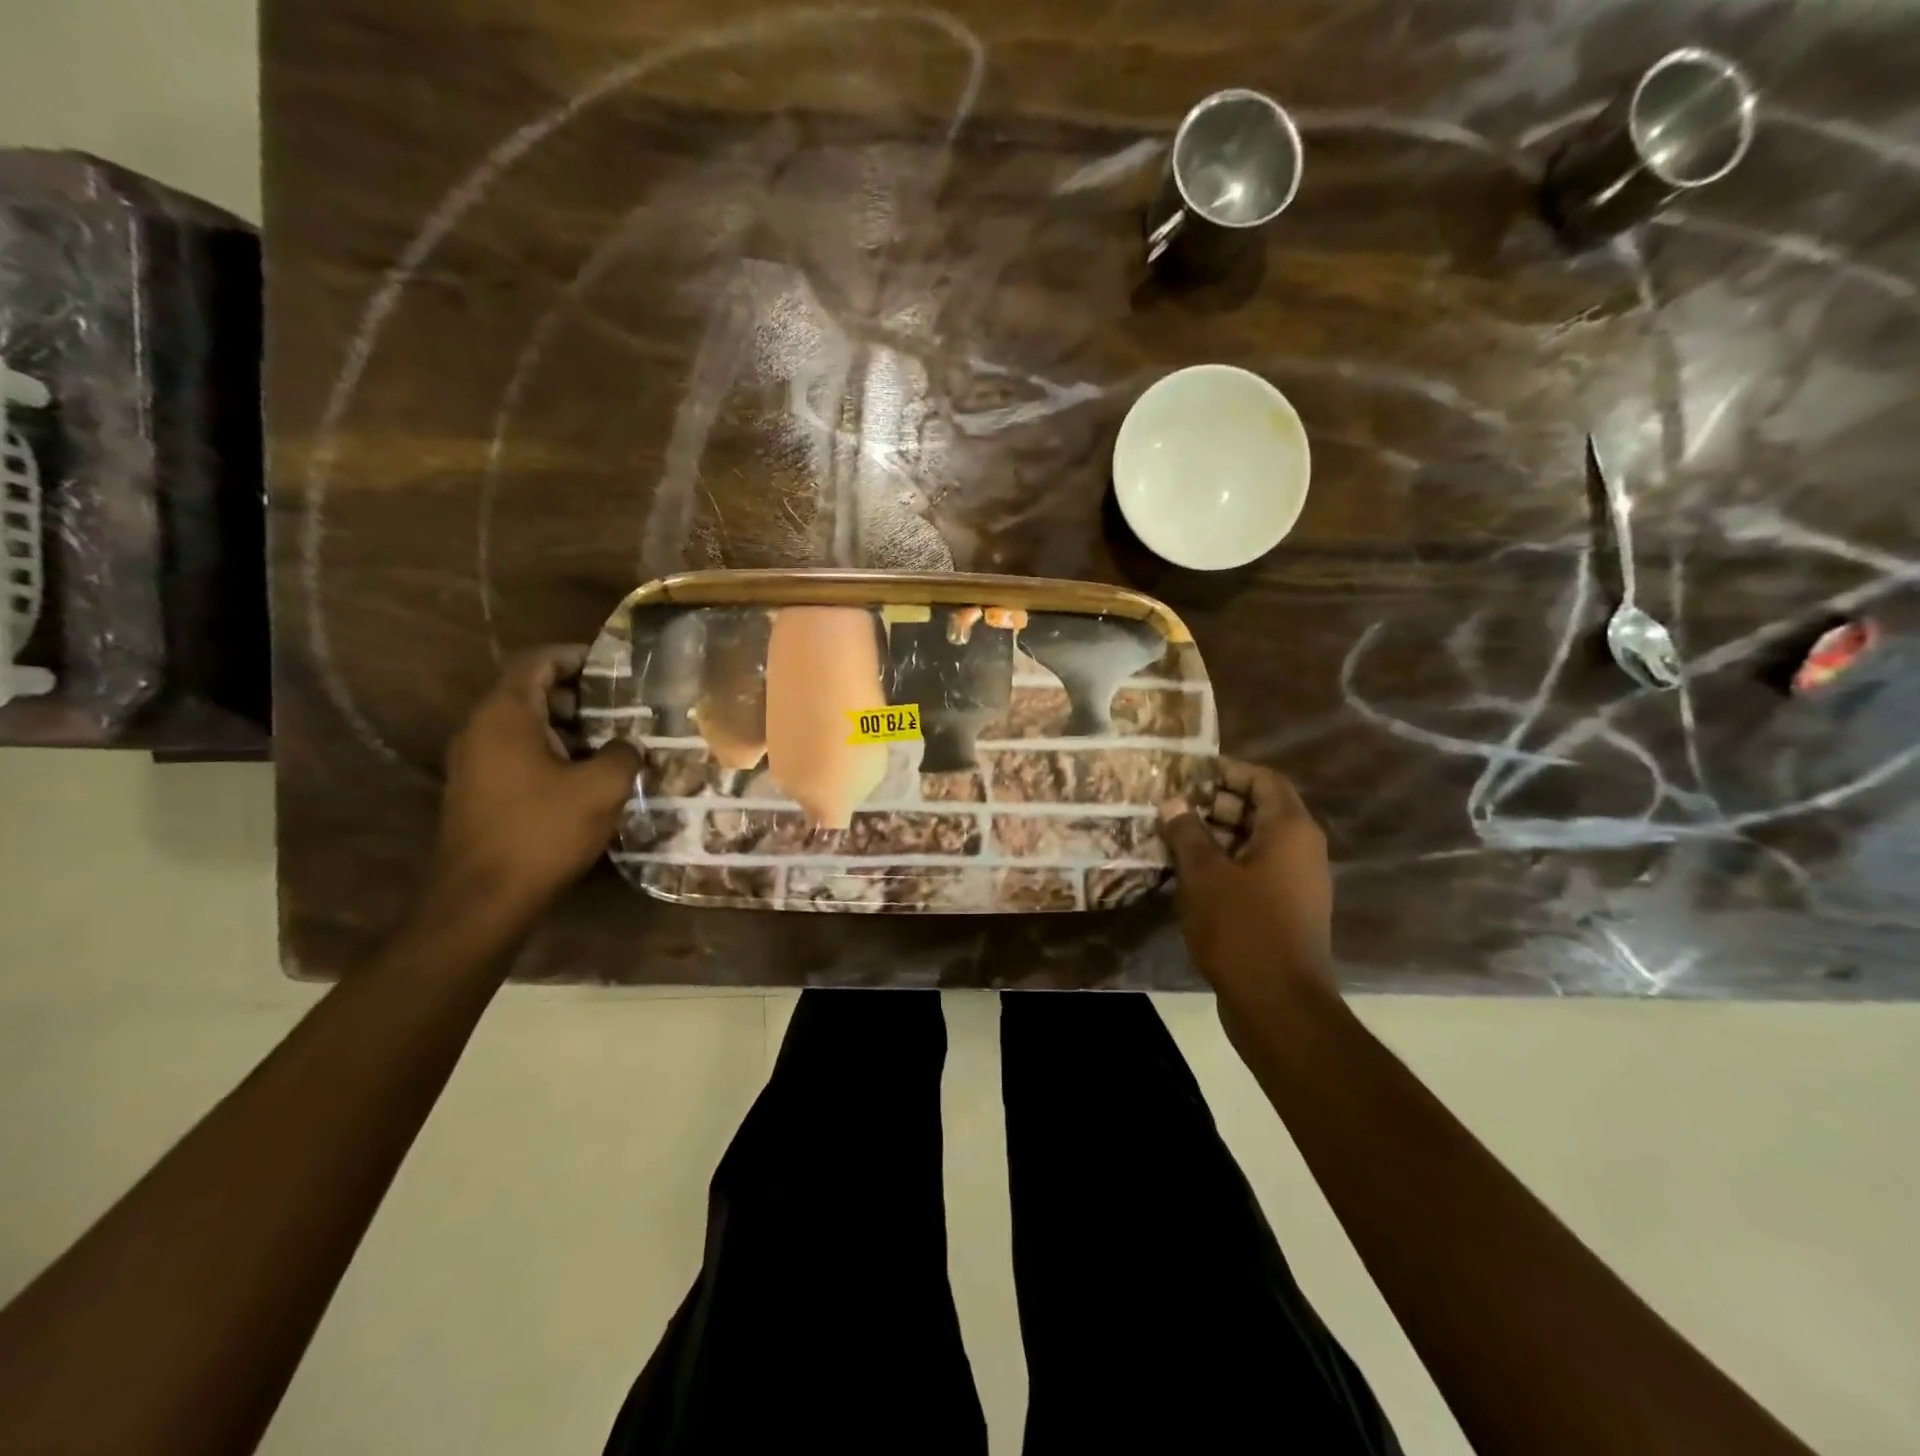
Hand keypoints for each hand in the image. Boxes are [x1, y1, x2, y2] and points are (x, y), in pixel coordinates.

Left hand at [430, 648, 641, 924]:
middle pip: (530, 692)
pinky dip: (552, 753)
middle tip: (622, 709)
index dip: (574, 656)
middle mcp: (481, 731)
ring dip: (568, 728)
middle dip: (579, 696)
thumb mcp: (601, 788)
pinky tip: (586, 778)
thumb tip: (627, 745)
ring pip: (525, 726)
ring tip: (613, 744)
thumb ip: (623, 754)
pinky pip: (517, 754)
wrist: (482, 900)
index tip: (612, 666)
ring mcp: (474, 763)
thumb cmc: (543, 832)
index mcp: (506, 716)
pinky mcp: (478, 792)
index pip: (536, 662)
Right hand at [1157, 760, 1337, 1032]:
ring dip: (1215, 836)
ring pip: (1254, 843)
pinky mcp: (1284, 910)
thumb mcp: (1204, 874)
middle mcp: (1301, 850)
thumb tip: (1173, 802)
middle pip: (1260, 810)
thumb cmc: (1242, 928)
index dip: (1229, 771)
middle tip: (1172, 806)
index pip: (1264, 780)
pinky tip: (1187, 874)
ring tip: (1171, 837)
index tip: (1190, 773)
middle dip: (1215, 804)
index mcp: (1290, 830)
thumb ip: (1187, 832)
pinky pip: (1254, 871)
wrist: (1278, 1004)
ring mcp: (1296, 883)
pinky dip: (1224, 864)